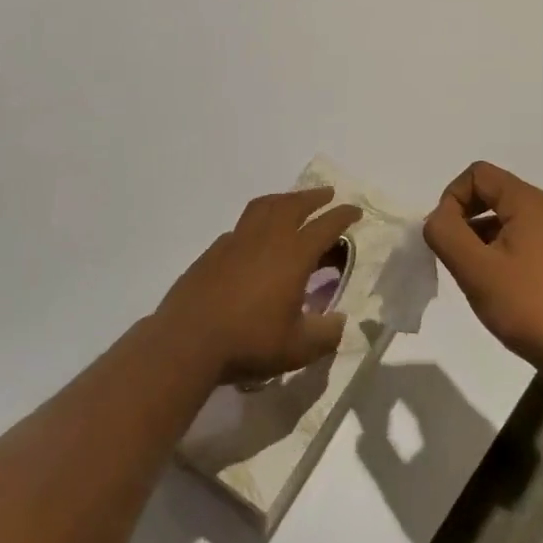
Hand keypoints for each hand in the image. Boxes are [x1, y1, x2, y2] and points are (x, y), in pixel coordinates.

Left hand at [156, 188, 361, 385]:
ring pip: (264, 206)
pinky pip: (242, 226)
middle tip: (327, 194)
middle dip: (314, 197)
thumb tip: (340, 322)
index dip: (343, 215)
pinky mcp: (214, 251)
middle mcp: (267, 238)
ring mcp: (236, 241)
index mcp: (293, 255)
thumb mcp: (297, 348)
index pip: (325, 226)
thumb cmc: (249, 341)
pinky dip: (257, 222)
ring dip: (284, 199)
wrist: (188, 340)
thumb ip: (325, 334)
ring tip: (292, 202)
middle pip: (294, 205)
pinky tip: (256, 238)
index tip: (355, 210)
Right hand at [423, 161, 542, 381]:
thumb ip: (445, 233)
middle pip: (494, 193)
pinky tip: (500, 285)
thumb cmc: (527, 306)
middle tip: (456, 257)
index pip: (478, 174)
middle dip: (466, 218)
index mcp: (530, 202)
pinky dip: (503, 249)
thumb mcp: (474, 269)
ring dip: (483, 236)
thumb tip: (438, 218)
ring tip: (476, 276)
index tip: (446, 236)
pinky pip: (525, 237)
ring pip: (508, 217)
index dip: (452, 198)